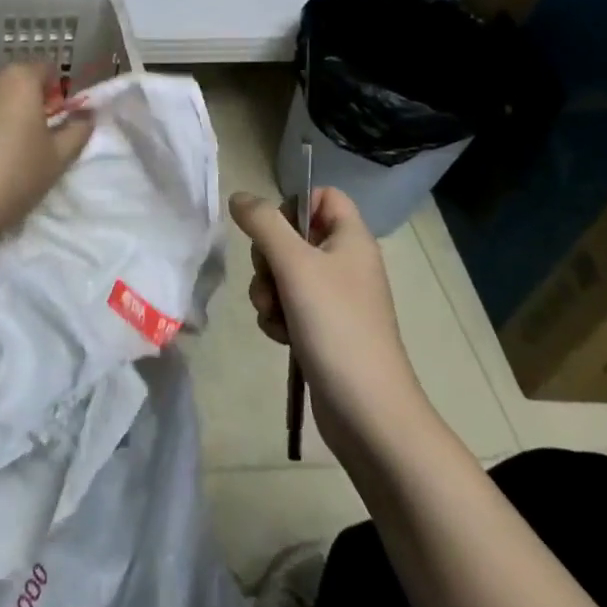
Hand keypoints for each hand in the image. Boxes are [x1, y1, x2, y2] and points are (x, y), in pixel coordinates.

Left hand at [0, 63, 94, 256]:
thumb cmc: (8, 180)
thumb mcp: (55, 162)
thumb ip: (76, 131)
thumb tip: (86, 115)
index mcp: (16, 80)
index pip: (44, 69)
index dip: (52, 93)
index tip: (50, 124)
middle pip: (6, 84)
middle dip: (15, 105)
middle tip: (19, 146)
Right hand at [229, 187, 423, 444]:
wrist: (368, 411)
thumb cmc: (336, 326)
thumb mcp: (294, 265)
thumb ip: (263, 224)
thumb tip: (238, 197)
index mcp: (351, 240)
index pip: (323, 196)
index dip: (293, 205)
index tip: (274, 231)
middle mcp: (346, 263)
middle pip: (293, 236)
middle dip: (269, 258)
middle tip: (271, 279)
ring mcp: (335, 299)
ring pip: (284, 273)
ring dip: (268, 291)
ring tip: (275, 315)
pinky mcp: (324, 329)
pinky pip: (288, 306)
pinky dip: (278, 317)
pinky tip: (282, 336)